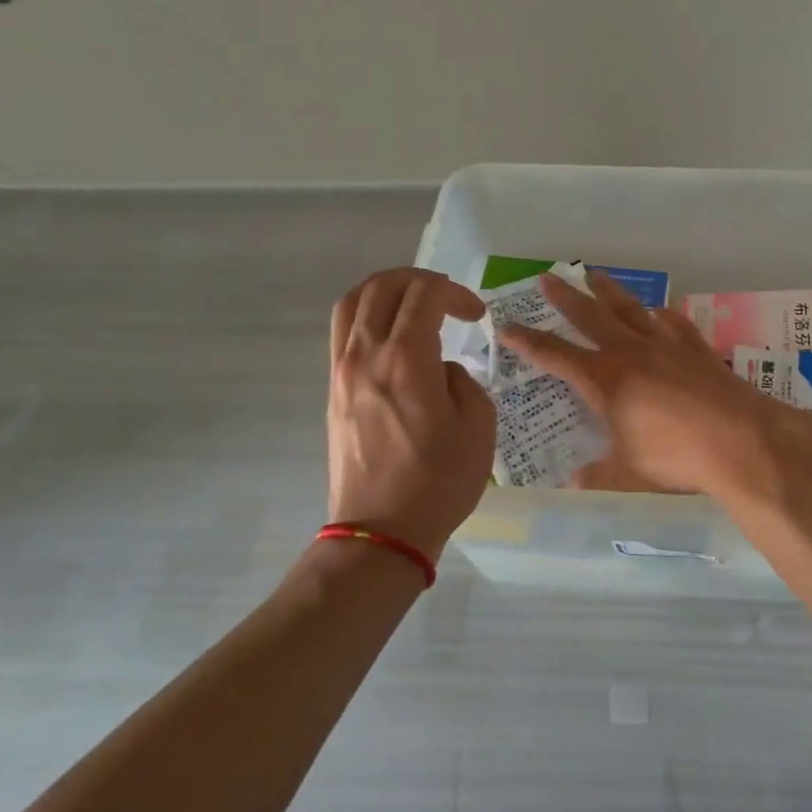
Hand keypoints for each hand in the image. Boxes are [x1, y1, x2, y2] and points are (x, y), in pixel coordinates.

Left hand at [326, 268, 495, 557]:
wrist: (381, 531)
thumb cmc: (438, 481)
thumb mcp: (478, 426)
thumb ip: (463, 381)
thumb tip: (440, 370)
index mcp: (406, 359)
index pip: (425, 295)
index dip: (455, 293)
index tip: (476, 315)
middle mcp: (366, 355)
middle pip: (382, 287)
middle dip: (420, 280)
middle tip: (448, 299)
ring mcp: (342, 372)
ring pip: (352, 303)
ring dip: (385, 291)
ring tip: (412, 304)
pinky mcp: (333, 391)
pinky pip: (343, 333)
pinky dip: (368, 316)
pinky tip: (391, 336)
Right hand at [499, 271, 811, 498]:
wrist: (740, 439)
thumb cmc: (676, 457)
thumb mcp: (630, 473)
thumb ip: (599, 475)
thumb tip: (574, 482)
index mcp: (605, 380)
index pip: (555, 355)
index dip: (527, 341)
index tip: (506, 325)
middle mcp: (631, 353)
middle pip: (591, 317)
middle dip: (566, 299)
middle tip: (548, 277)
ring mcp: (666, 345)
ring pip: (630, 310)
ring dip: (610, 293)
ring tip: (595, 276)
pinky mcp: (697, 349)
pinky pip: (674, 323)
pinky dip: (662, 315)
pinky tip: (659, 311)